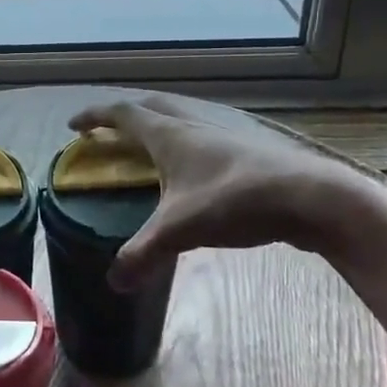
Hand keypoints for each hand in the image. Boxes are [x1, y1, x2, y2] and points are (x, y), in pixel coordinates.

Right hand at [69, 94, 375, 287]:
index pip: (122, 113)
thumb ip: (144, 253)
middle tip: (109, 132)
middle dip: (125, 114)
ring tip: (150, 145)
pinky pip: (205, 131)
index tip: (74, 125)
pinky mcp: (249, 145)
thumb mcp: (181, 229)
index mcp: (169, 132)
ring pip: (182, 114)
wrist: (312, 197)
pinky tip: (198, 164)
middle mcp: (193, 121)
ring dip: (159, 122)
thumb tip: (113, 281)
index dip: (94, 117)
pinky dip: (187, 138)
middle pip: (150, 106)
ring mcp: (225, 130)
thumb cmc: (236, 200)